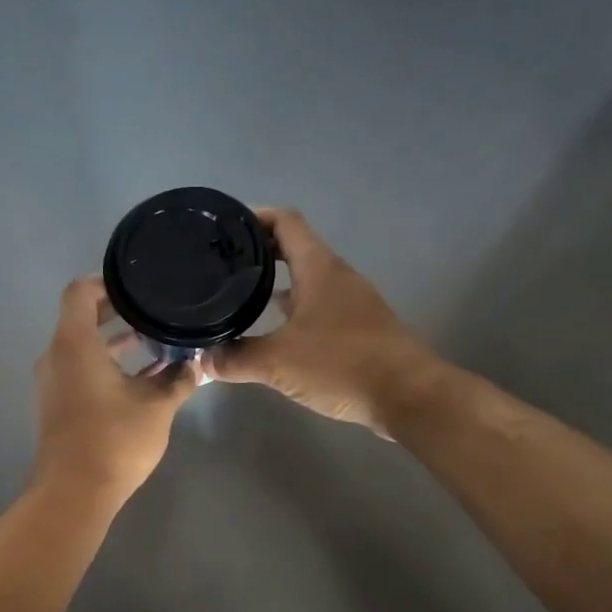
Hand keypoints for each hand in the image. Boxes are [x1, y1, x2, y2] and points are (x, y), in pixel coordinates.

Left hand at [32, 277, 198, 505]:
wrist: (74, 493)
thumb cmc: (114, 440)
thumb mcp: (156, 407)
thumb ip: (178, 380)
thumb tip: (198, 366)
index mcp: (74, 344)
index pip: (80, 292)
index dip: (107, 281)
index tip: (137, 284)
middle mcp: (57, 356)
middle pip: (82, 318)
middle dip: (118, 312)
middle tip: (154, 308)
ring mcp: (55, 382)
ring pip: (83, 347)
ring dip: (115, 342)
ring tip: (156, 340)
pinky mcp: (59, 404)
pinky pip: (81, 370)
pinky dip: (107, 365)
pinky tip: (144, 377)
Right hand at [204, 208, 441, 437]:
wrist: (408, 395)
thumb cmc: (342, 364)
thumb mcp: (278, 362)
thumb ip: (236, 358)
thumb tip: (203, 361)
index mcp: (318, 268)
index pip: (285, 222)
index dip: (255, 217)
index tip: (225, 228)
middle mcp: (337, 277)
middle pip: (295, 249)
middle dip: (260, 253)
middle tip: (223, 266)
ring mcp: (351, 303)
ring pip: (307, 281)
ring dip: (277, 284)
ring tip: (241, 296)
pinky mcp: (359, 329)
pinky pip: (319, 307)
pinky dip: (294, 310)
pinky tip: (275, 333)